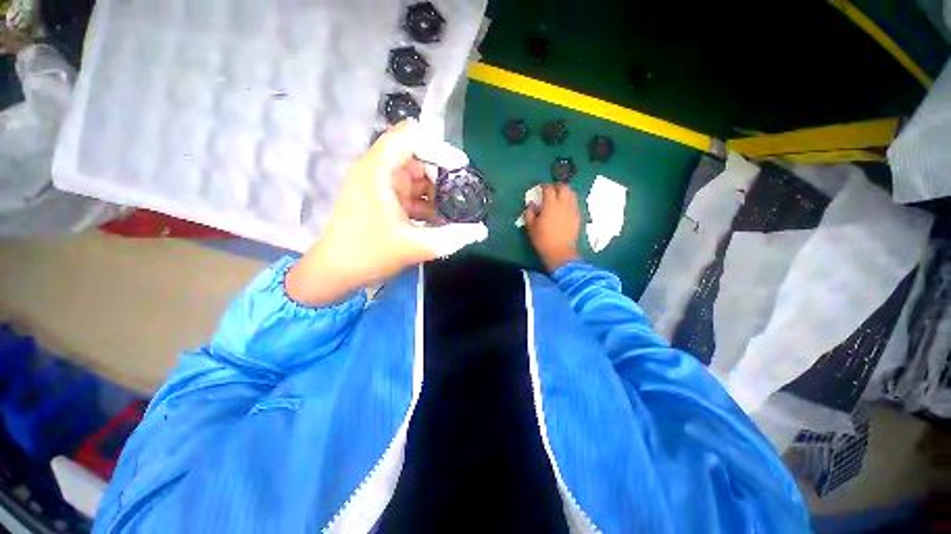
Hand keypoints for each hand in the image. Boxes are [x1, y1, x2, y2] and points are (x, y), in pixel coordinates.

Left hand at [286, 120, 487, 305]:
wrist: (335, 272)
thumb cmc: (368, 255)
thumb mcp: (414, 247)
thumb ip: (451, 238)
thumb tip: (482, 231)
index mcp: (378, 171)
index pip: (411, 137)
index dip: (440, 148)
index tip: (462, 168)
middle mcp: (378, 171)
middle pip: (417, 156)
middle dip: (442, 174)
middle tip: (462, 194)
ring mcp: (380, 185)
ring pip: (416, 176)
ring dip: (436, 191)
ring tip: (455, 210)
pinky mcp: (383, 199)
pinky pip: (411, 193)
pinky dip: (427, 203)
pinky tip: (440, 220)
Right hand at [524, 183, 581, 271]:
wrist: (559, 252)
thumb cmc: (542, 239)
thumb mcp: (530, 226)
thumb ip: (529, 212)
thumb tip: (531, 204)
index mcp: (550, 205)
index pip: (548, 188)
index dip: (544, 185)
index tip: (540, 187)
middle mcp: (563, 204)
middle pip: (563, 187)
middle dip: (557, 185)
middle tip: (551, 189)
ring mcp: (572, 210)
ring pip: (572, 193)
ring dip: (565, 191)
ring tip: (560, 195)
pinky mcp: (577, 217)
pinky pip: (575, 203)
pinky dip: (570, 200)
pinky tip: (565, 206)